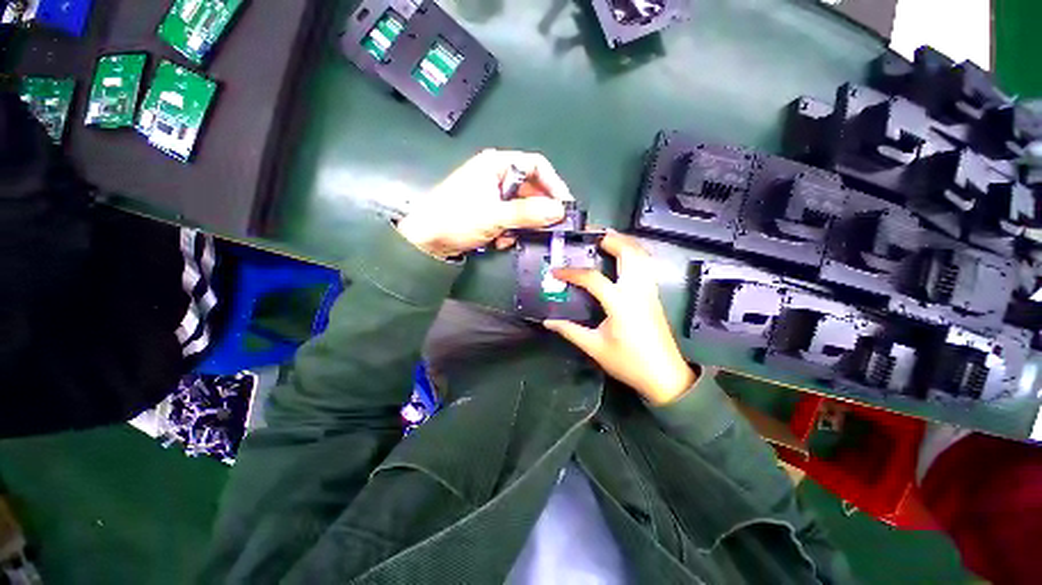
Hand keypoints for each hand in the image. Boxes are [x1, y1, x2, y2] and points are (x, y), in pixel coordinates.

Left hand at [397, 149, 573, 257]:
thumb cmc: (457, 219)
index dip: (553, 184)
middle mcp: (496, 176)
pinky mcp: (488, 211)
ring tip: (510, 238)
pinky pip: (510, 219)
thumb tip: (560, 211)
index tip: (564, 206)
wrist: (425, 241)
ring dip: (520, 225)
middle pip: (530, 190)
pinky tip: (498, 241)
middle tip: (547, 230)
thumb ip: (528, 213)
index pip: (536, 166)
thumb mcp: (494, 216)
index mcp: (496, 165)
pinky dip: (508, 231)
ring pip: (521, 208)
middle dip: (536, 212)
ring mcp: (492, 195)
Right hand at [544, 232, 696, 404]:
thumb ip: (570, 331)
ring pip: (641, 255)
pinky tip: (621, 257)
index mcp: (620, 303)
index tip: (555, 271)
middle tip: (588, 235)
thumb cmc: (629, 363)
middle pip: (628, 252)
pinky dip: (633, 253)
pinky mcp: (654, 295)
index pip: (592, 278)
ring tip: (604, 239)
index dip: (571, 272)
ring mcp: (649, 290)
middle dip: (609, 239)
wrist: (665, 376)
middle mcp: (637, 290)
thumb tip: (548, 321)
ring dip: (624, 242)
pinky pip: (645, 265)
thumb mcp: (595, 347)